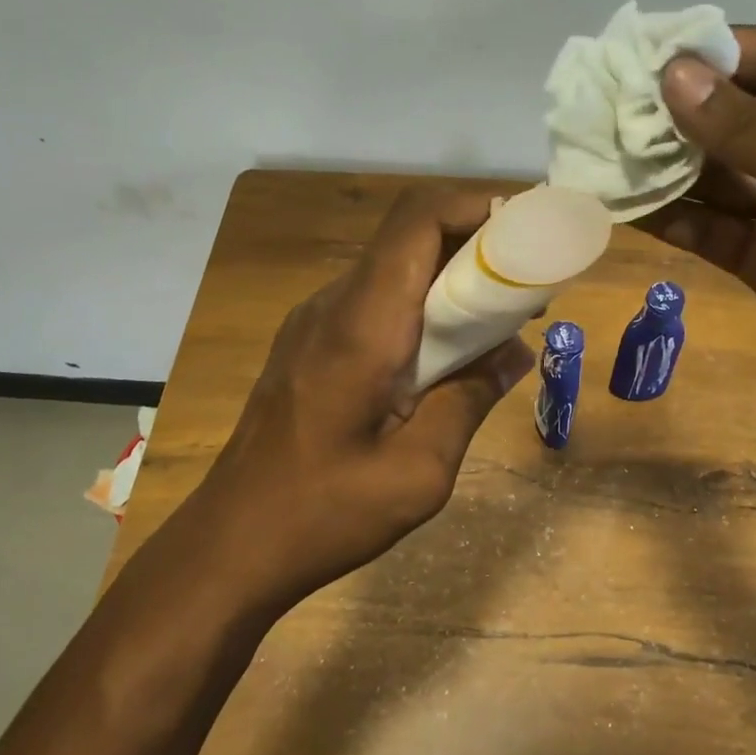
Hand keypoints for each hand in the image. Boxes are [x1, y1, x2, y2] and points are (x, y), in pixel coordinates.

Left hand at [179, 187, 532, 616]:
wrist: (228, 546)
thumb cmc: (324, 515)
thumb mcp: (419, 472)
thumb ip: (470, 400)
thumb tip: (515, 351)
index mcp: (362, 326)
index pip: (417, 221)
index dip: (475, 208)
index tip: (526, 236)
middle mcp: (333, 305)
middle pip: (409, 237)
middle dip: (474, 245)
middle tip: (525, 286)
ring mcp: (313, 322)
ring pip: (392, 268)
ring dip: (448, 277)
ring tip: (496, 321)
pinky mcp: (307, 344)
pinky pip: (373, 300)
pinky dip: (419, 305)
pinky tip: (443, 353)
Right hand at [643, 25, 755, 450]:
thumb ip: (755, 130)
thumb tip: (671, 77)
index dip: (718, 53)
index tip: (647, 56)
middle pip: (741, 116)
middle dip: (680, 111)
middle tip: (610, 104)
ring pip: (717, 174)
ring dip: (665, 164)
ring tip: (601, 150)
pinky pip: (709, 227)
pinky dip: (669, 216)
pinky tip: (620, 202)